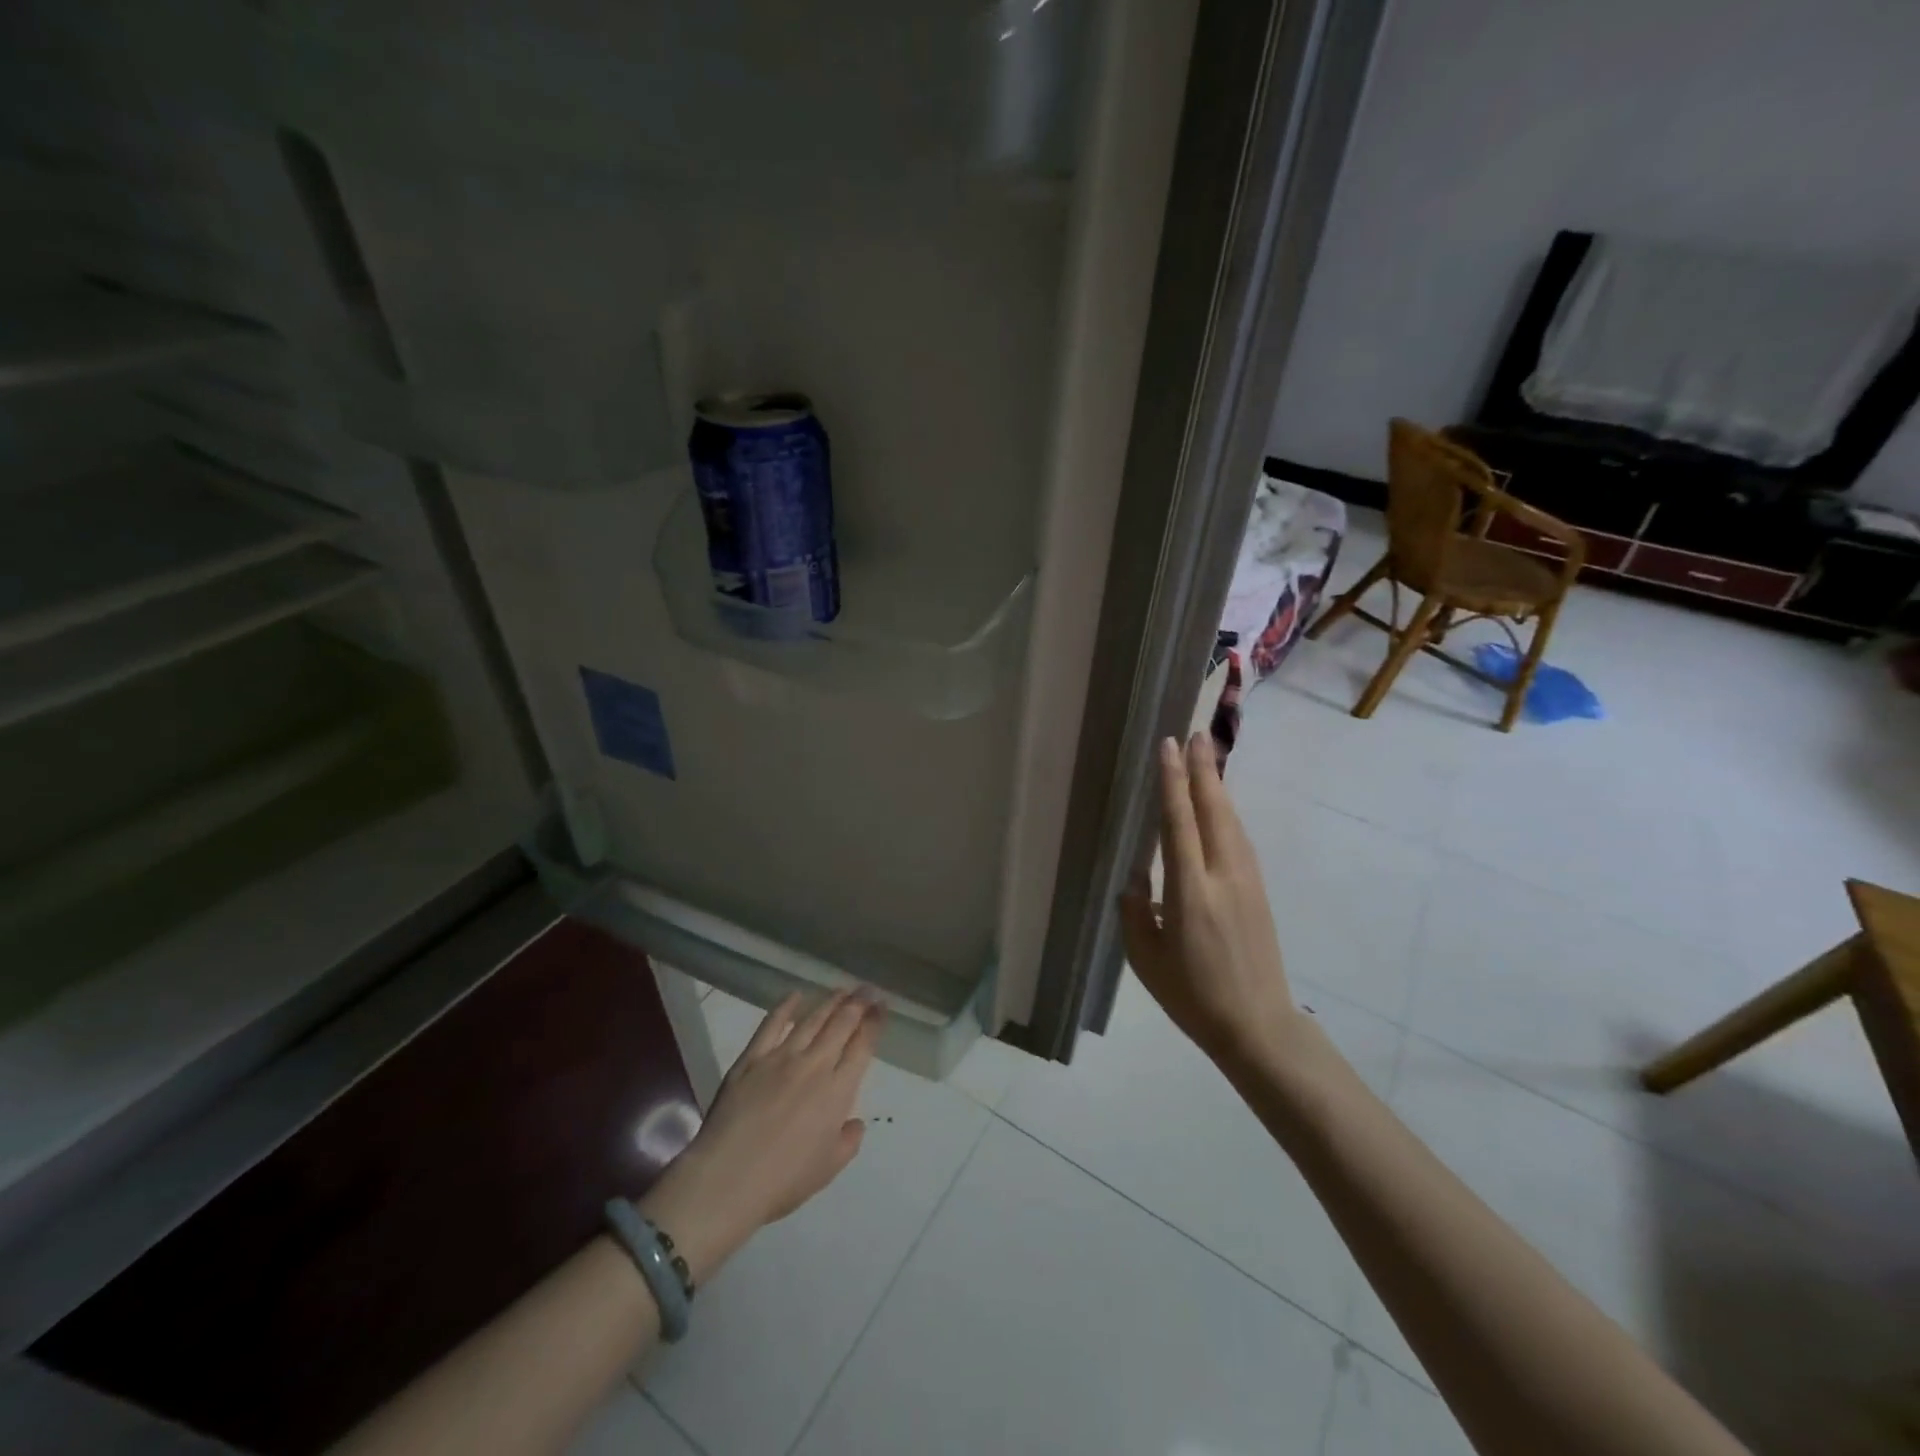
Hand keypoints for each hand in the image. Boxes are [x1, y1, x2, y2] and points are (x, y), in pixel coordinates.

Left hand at [638, 988, 884, 1282]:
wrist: (728, 1179)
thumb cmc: (783, 1180)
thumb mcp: (828, 1168)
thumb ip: (848, 1141)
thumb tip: (854, 1121)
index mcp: (838, 1091)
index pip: (863, 1046)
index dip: (875, 1023)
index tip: (883, 1006)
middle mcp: (815, 1065)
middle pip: (841, 1024)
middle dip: (859, 1003)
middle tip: (868, 989)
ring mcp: (781, 1057)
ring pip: (812, 1019)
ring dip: (831, 1001)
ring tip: (843, 989)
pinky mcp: (751, 1058)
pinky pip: (772, 1024)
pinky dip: (786, 1007)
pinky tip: (796, 996)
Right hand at [1120, 733, 1300, 1069]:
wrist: (1258, 1026)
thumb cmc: (1192, 997)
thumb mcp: (1145, 960)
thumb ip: (1134, 913)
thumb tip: (1136, 876)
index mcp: (1190, 894)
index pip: (1179, 824)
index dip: (1172, 783)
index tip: (1169, 747)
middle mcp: (1222, 878)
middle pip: (1213, 811)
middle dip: (1203, 770)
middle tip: (1196, 734)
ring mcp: (1247, 882)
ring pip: (1231, 822)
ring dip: (1218, 786)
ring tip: (1208, 757)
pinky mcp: (1259, 891)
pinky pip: (1240, 840)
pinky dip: (1228, 813)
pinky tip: (1222, 805)